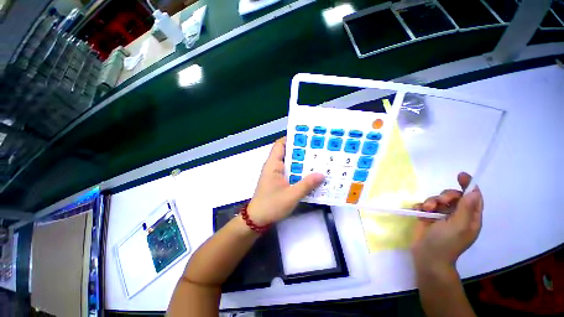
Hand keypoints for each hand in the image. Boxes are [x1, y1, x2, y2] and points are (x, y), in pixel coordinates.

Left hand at [247, 137, 324, 225]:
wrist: (258, 219)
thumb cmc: (271, 205)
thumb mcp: (291, 195)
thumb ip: (306, 185)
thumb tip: (322, 174)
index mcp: (273, 164)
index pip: (280, 144)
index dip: (292, 138)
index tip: (307, 137)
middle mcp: (274, 166)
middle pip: (288, 153)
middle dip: (302, 151)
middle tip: (319, 149)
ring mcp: (277, 174)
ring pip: (291, 163)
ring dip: (302, 162)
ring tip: (319, 160)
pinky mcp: (279, 181)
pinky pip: (291, 172)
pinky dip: (300, 172)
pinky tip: (311, 175)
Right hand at [411, 172, 483, 268]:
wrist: (427, 256)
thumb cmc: (446, 242)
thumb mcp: (458, 225)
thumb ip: (465, 208)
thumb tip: (474, 191)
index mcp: (469, 218)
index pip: (473, 197)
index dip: (468, 185)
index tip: (460, 175)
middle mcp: (457, 215)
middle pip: (453, 196)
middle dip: (444, 196)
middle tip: (438, 202)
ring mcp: (441, 216)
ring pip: (437, 199)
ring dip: (430, 201)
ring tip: (426, 210)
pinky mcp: (428, 217)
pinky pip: (425, 205)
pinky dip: (421, 206)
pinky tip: (418, 212)